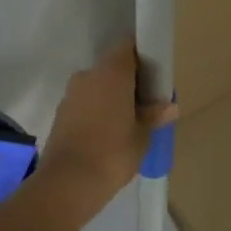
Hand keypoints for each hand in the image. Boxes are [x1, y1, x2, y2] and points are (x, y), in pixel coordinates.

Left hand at [37, 39, 177, 197]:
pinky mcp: (60, 113)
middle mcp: (88, 75)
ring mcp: (71, 94)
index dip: (142, 56)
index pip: (128, 47)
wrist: (68, 183)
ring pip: (97, 86)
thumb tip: (169, 106)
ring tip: (128, 122)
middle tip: (146, 102)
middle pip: (112, 67)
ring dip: (111, 97)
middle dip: (129, 80)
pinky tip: (107, 133)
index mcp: (111, 73)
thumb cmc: (113, 153)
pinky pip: (85, 103)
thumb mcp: (142, 136)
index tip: (155, 73)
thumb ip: (153, 116)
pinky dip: (97, 111)